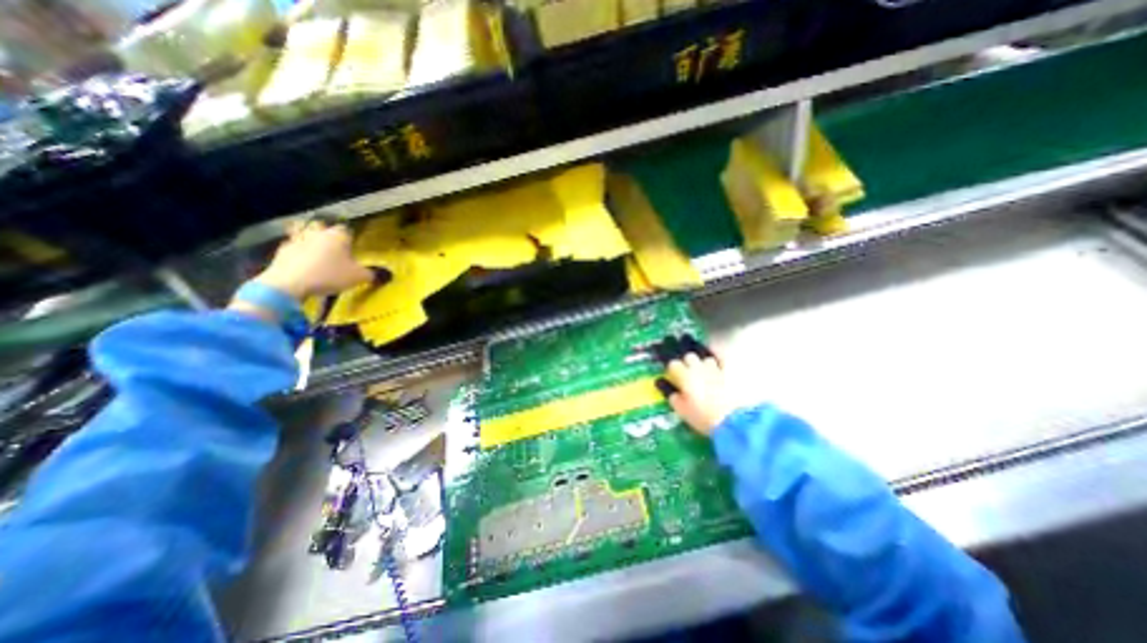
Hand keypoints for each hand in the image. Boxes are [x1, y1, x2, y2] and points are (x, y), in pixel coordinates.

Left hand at [253, 221, 371, 301]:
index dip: (350, 236)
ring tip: (315, 249)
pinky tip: (302, 261)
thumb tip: (377, 274)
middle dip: (326, 231)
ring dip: (308, 237)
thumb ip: (370, 274)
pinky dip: (297, 251)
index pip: (347, 229)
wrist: (290, 283)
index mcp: (337, 235)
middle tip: (333, 243)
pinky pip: (292, 246)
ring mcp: (297, 239)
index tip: (353, 245)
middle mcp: (317, 233)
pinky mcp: (282, 250)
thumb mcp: (358, 277)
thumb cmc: (330, 275)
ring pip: (303, 232)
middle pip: (321, 225)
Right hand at [655, 336, 734, 437]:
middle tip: (685, 369)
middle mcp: (698, 368)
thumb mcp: (681, 409)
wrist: (732, 421)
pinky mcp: (728, 372)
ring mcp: (714, 368)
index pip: (673, 364)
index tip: (670, 372)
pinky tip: (714, 356)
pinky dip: (716, 355)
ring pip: (704, 356)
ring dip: (701, 360)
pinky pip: (720, 358)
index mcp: (685, 376)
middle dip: (685, 361)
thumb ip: (670, 394)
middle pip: (689, 356)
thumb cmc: (702, 416)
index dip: (671, 367)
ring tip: (700, 365)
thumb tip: (661, 383)